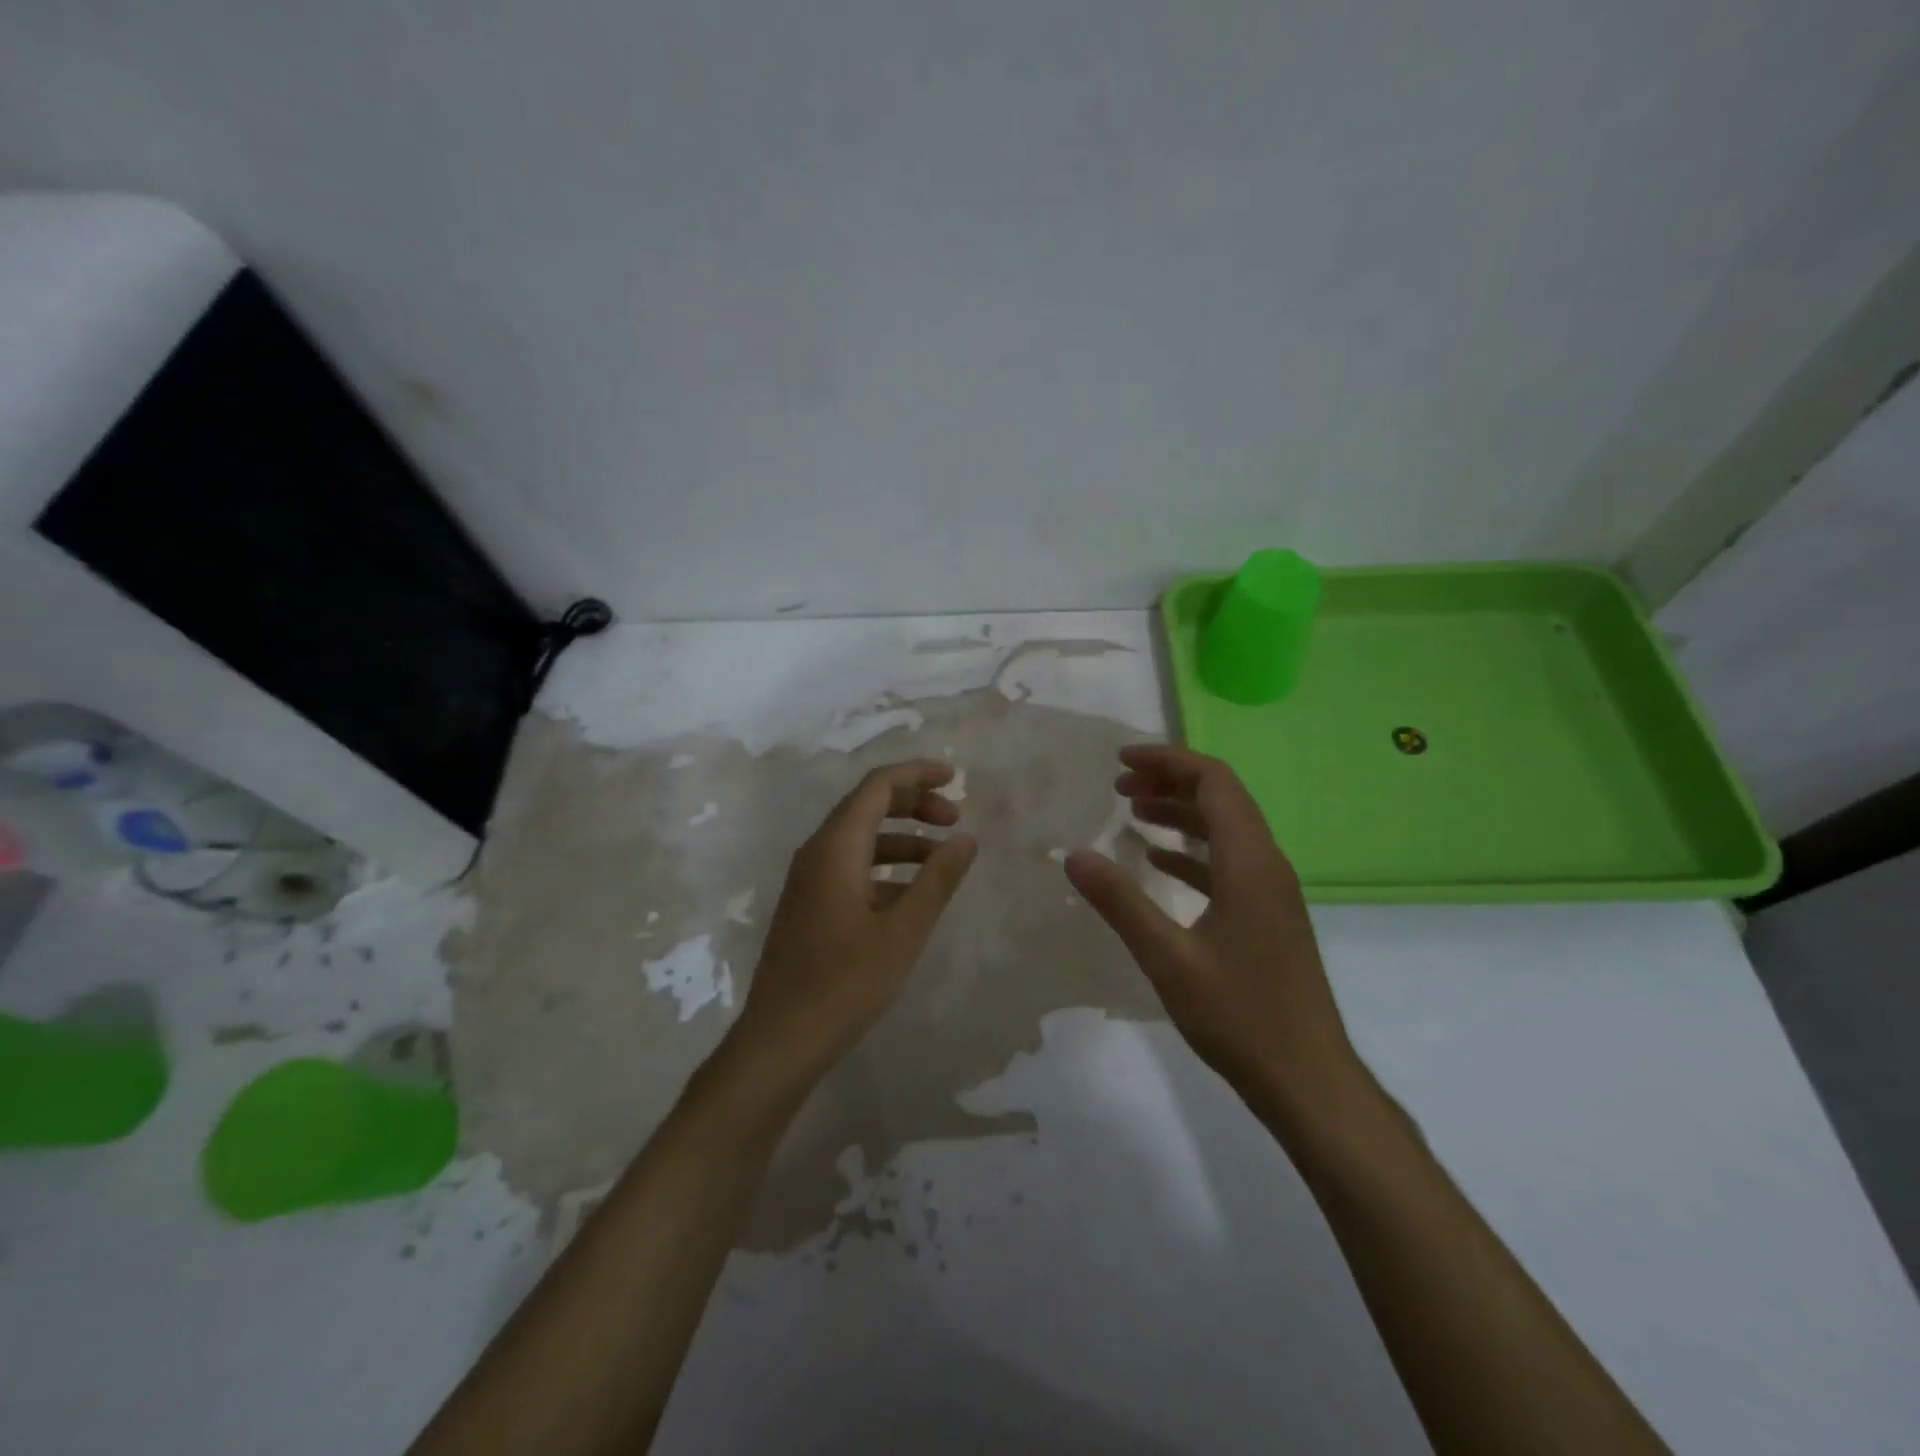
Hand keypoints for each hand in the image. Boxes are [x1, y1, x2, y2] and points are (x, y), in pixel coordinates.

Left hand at [727, 760, 977, 1088]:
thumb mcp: (903, 931)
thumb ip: (937, 879)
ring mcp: (809, 880)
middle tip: (954, 818)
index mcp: (836, 847)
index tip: (955, 777)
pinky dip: (885, 867)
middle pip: (867, 806)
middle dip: (913, 803)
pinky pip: (851, 867)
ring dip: (902, 837)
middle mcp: (817, 853)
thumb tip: (966, 838)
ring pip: (860, 839)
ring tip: (942, 857)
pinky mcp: (809, 906)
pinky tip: (911, 894)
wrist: (781, 1039)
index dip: (917, 774)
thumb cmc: (845, 982)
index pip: (878, 786)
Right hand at [1064, 744, 1360, 1126]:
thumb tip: (1073, 856)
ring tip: (1132, 812)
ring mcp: (1271, 892)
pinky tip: (1158, 862)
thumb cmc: (1240, 1017)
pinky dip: (1192, 851)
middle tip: (1119, 786)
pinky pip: (1228, 863)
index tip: (1120, 763)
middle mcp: (1267, 864)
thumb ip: (1120, 902)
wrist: (1309, 1081)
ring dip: (1180, 813)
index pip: (1214, 782)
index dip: (1168, 761)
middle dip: (1170, 780)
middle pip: (1222, 798)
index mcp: (1250, 862)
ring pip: (1226, 829)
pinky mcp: (1268, 917)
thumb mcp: (1168, 958)